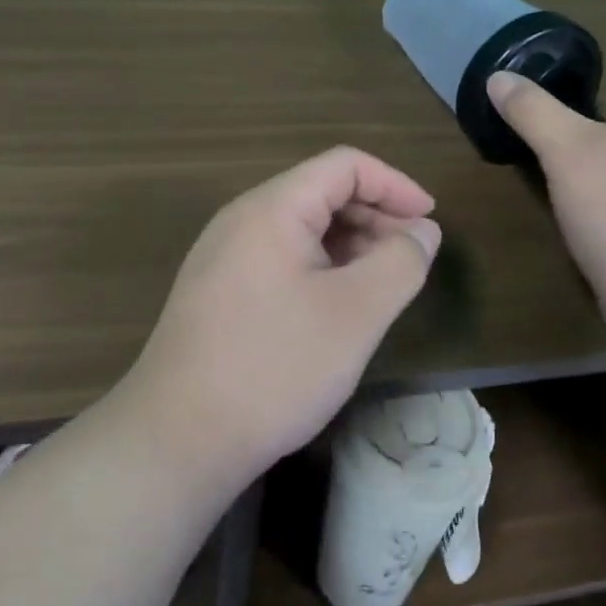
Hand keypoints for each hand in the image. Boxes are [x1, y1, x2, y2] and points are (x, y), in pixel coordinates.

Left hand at [118, 147, 442, 490]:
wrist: (175, 440)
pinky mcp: (216, 291)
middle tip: (411, 261)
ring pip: (301, 229)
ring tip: (381, 286)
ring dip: (349, 246)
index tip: (430, 223)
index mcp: (272, 208)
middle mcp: (241, 219)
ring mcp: (223, 256)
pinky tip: (336, 308)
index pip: (344, 165)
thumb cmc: (274, 367)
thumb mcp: (356, 314)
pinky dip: (320, 269)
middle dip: (375, 217)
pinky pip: (279, 259)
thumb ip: (400, 262)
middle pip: (321, 193)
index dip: (395, 185)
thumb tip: (422, 232)